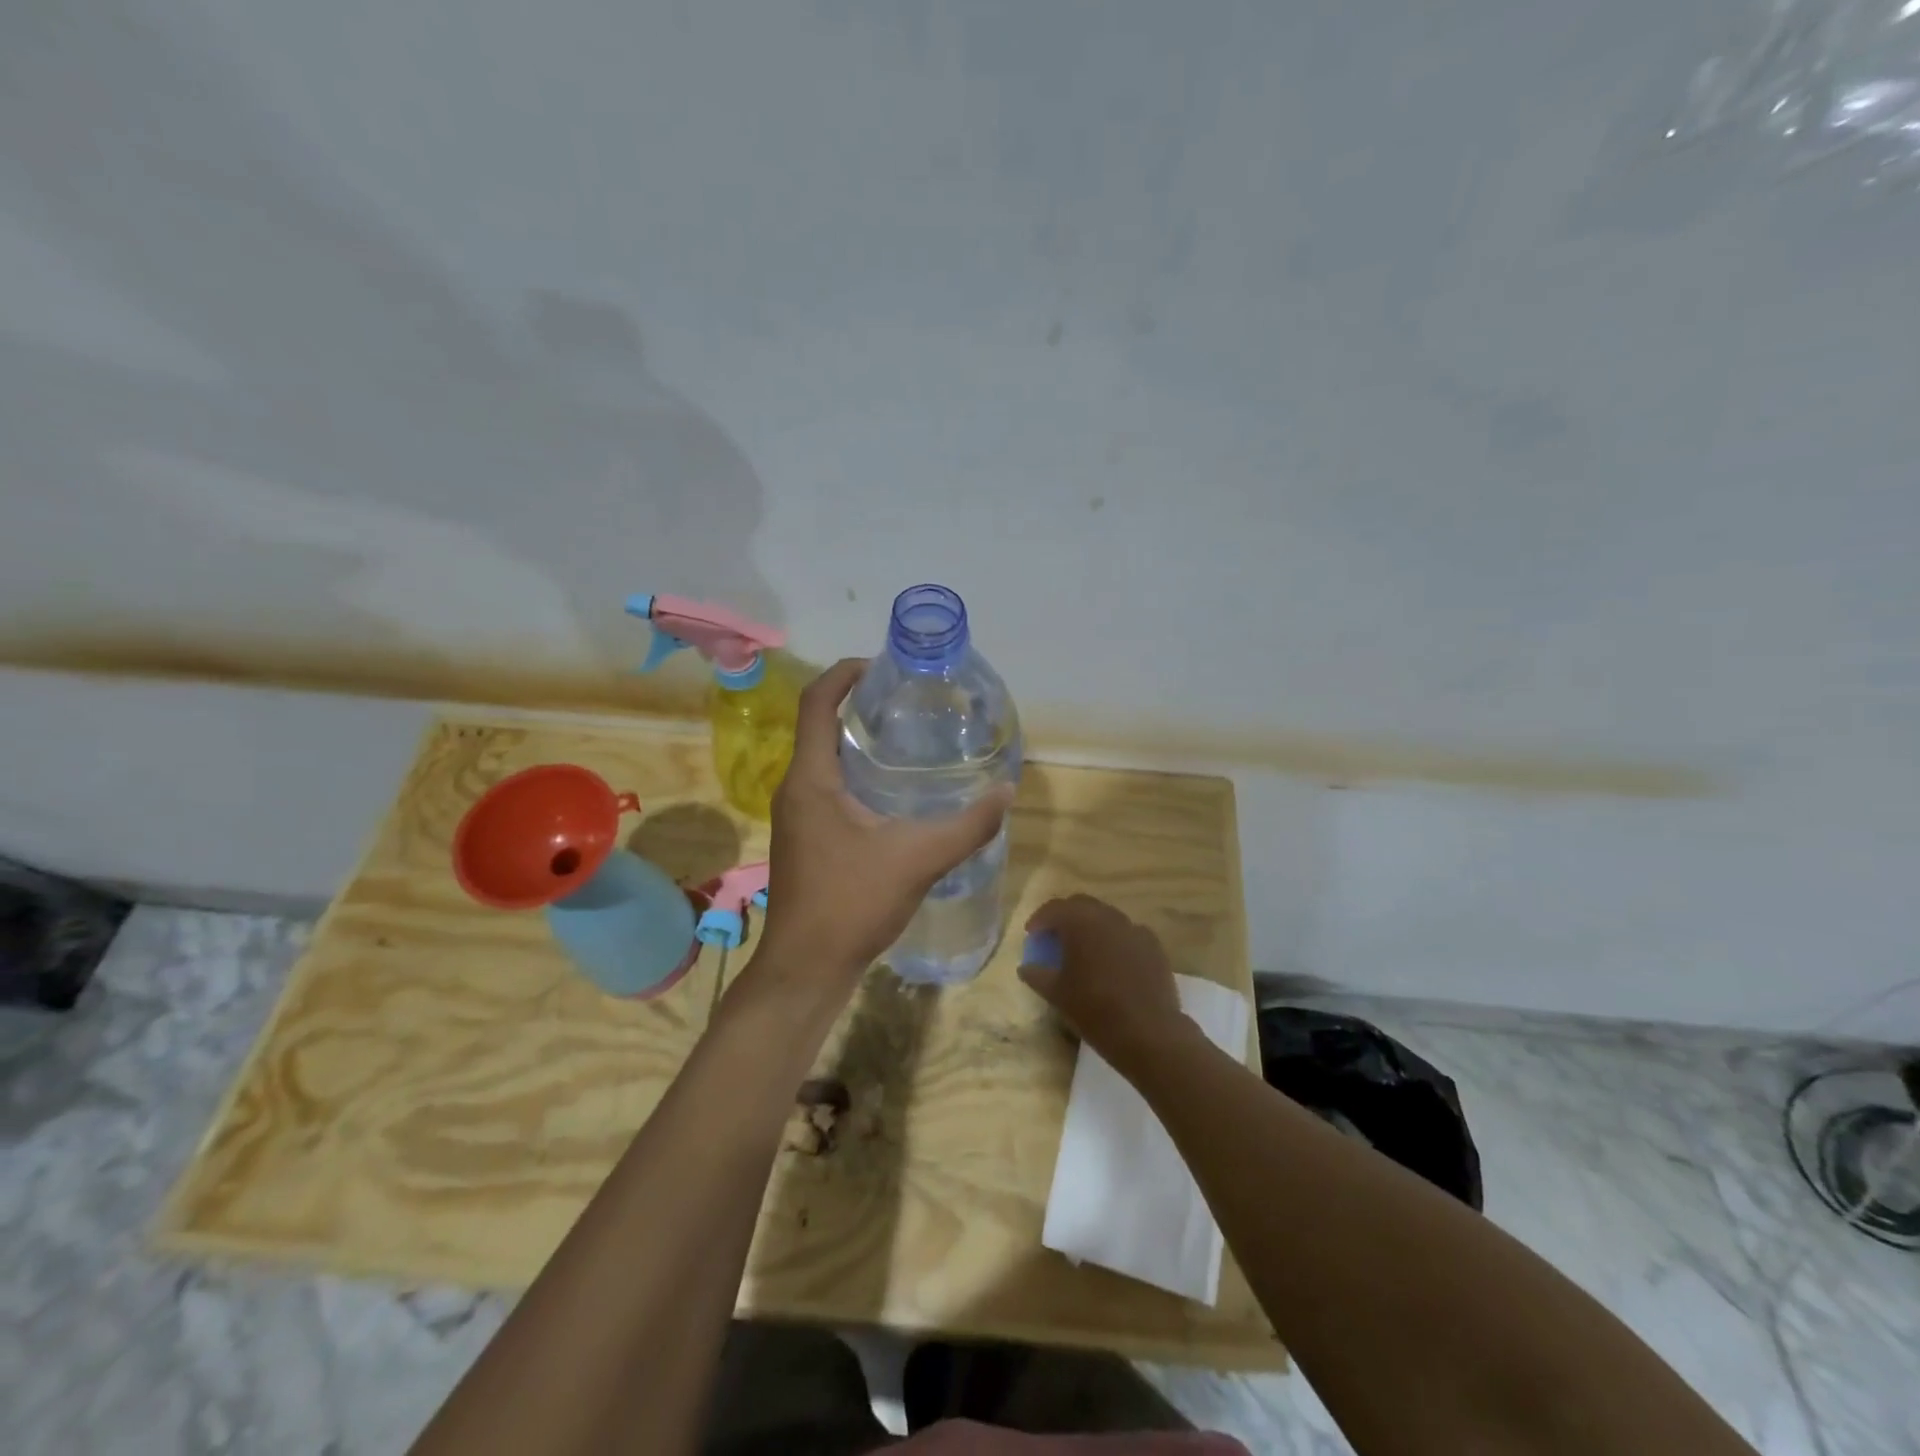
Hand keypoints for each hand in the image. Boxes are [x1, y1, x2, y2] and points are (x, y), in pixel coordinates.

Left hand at [755, 658, 1014, 993]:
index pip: (816, 703)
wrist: (807, 967)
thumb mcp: (917, 859)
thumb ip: (967, 826)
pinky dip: (857, 774)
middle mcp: (797, 789)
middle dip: (859, 705)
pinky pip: (829, 787)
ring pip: (825, 760)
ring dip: (858, 741)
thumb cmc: (851, 904)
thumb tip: (1006, 793)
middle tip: (908, 702)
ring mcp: (798, 816)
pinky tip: (894, 793)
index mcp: (812, 779)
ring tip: (907, 739)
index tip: (881, 666)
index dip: (844, 674)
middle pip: (820, 726)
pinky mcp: (807, 838)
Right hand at [1018, 896, 1186, 1077]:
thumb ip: (1037, 975)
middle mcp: (1108, 917)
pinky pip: (1127, 934)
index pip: (1054, 909)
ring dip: (1091, 927)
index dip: (1040, 919)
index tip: (1031, 934)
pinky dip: (1114, 941)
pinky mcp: (1154, 946)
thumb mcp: (1057, 995)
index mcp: (1081, 922)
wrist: (1148, 1033)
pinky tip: (1112, 962)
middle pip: (1081, 905)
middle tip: (1055, 937)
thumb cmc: (1095, 1010)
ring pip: (1107, 918)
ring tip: (1083, 949)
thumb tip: (1026, 967)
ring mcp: (1135, 929)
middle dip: (1066, 917)